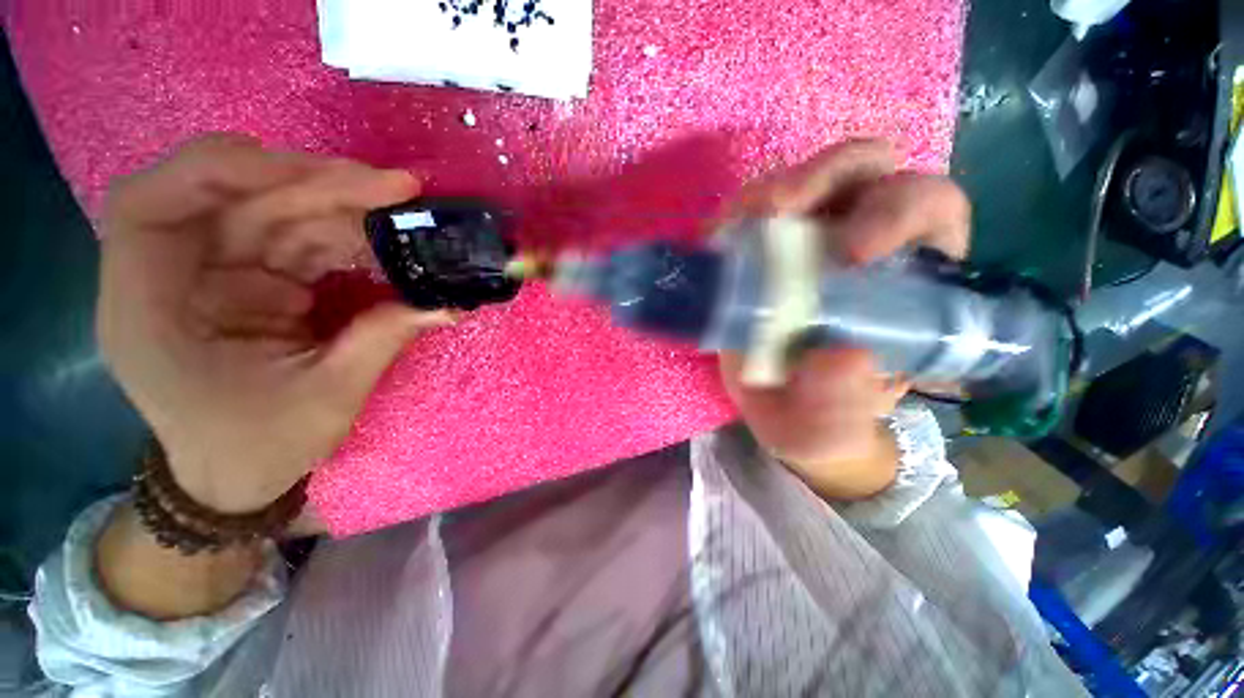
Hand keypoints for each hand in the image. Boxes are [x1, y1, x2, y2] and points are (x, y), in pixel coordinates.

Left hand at [98, 134, 450, 513]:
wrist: (237, 473)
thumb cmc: (258, 447)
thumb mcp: (325, 400)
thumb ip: (379, 341)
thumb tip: (444, 304)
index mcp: (150, 312)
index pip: (149, 209)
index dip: (214, 173)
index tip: (296, 170)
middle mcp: (173, 278)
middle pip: (232, 199)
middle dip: (313, 184)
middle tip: (392, 187)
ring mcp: (215, 275)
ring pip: (273, 212)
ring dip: (340, 205)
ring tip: (401, 206)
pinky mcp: (253, 280)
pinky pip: (299, 240)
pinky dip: (344, 234)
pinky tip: (385, 237)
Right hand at [718, 140, 969, 497]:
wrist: (775, 411)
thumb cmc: (818, 417)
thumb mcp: (831, 427)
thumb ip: (842, 405)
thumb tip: (843, 356)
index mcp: (907, 280)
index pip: (928, 211)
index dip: (899, 213)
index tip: (849, 254)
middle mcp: (861, 243)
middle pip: (864, 172)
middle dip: (825, 179)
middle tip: (780, 213)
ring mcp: (807, 239)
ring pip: (805, 182)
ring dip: (773, 191)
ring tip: (743, 222)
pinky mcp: (761, 247)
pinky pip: (751, 211)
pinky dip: (734, 217)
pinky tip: (719, 240)